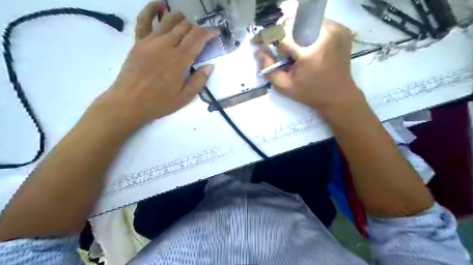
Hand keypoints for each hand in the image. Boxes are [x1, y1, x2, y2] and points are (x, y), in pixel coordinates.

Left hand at [99, 2, 219, 129]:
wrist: (129, 102)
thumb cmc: (159, 102)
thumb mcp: (185, 97)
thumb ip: (199, 81)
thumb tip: (210, 66)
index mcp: (180, 60)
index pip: (198, 37)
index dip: (209, 32)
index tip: (216, 31)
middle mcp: (166, 45)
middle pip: (185, 26)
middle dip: (198, 25)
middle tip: (204, 31)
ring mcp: (150, 41)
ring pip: (169, 20)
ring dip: (182, 17)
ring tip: (189, 20)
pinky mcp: (138, 41)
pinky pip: (144, 20)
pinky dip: (152, 10)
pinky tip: (160, 5)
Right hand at [258, 19, 365, 116]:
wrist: (338, 95)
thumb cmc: (310, 93)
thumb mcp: (285, 86)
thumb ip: (268, 68)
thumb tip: (258, 51)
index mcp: (310, 50)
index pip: (283, 33)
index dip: (269, 38)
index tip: (260, 42)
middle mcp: (325, 34)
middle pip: (294, 23)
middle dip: (282, 35)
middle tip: (281, 51)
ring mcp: (336, 29)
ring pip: (305, 21)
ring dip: (295, 33)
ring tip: (296, 51)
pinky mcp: (341, 29)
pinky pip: (317, 23)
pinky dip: (308, 33)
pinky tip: (308, 47)